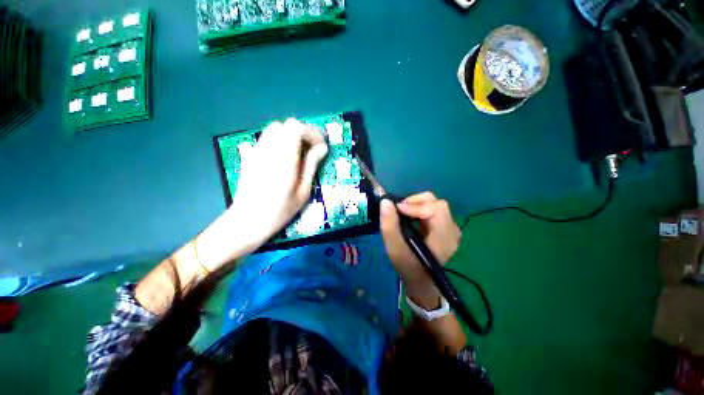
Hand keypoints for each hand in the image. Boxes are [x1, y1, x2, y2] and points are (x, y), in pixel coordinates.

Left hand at [195, 119, 327, 269]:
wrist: (247, 221)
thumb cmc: (280, 211)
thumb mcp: (303, 191)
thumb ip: (311, 166)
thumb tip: (322, 148)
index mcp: (284, 159)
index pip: (296, 127)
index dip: (312, 133)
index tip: (320, 147)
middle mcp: (268, 150)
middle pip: (285, 125)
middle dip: (301, 133)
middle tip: (310, 149)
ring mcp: (256, 151)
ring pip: (273, 130)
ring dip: (289, 136)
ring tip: (297, 153)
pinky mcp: (249, 156)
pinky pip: (264, 139)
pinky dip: (277, 141)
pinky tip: (280, 156)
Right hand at [380, 192, 460, 306]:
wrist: (420, 280)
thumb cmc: (408, 266)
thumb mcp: (394, 248)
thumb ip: (389, 225)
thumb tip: (385, 202)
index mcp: (444, 238)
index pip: (436, 209)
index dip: (416, 205)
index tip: (397, 209)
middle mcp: (452, 231)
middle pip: (437, 203)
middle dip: (416, 202)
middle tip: (399, 209)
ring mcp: (450, 229)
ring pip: (435, 204)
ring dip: (417, 204)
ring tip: (403, 212)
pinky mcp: (445, 228)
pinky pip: (433, 210)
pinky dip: (420, 209)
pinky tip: (410, 216)